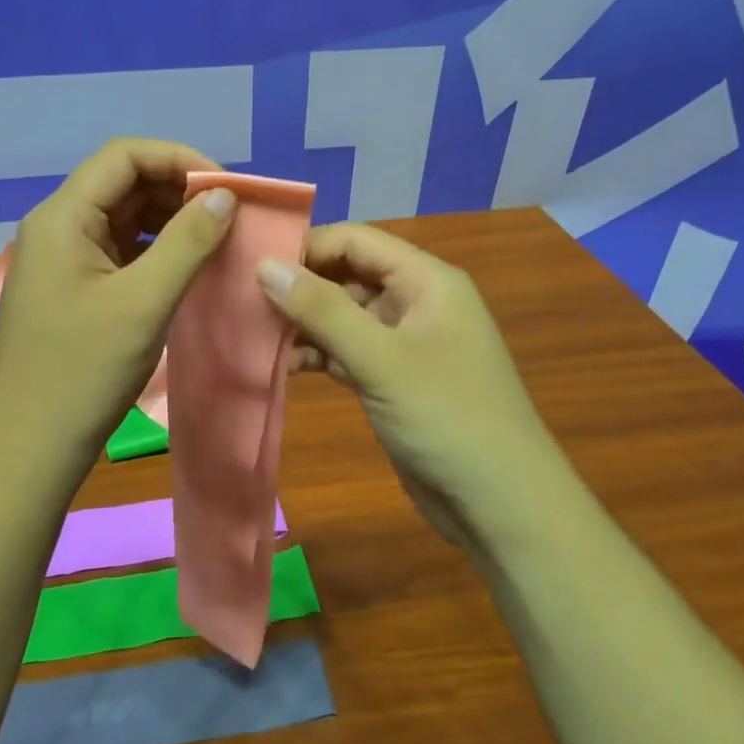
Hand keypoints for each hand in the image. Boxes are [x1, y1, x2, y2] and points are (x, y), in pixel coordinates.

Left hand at [0, 138, 237, 467]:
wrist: (30, 446)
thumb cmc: (84, 371)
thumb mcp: (143, 302)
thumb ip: (187, 242)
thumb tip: (224, 196)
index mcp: (63, 217)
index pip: (124, 156)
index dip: (178, 159)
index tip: (225, 188)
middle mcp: (57, 227)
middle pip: (122, 182)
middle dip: (177, 190)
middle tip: (228, 215)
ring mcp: (61, 259)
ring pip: (121, 217)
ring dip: (168, 220)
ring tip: (214, 239)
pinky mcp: (71, 287)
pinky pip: (117, 250)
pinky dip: (153, 249)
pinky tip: (185, 266)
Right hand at [257, 223, 569, 553]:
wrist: (499, 503)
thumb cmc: (446, 417)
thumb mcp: (380, 358)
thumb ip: (321, 309)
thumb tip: (265, 265)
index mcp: (426, 280)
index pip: (356, 240)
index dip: (306, 247)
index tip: (253, 265)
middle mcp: (416, 301)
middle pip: (348, 275)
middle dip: (300, 286)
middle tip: (243, 300)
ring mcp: (406, 342)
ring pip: (344, 315)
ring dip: (305, 323)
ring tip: (255, 333)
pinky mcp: (394, 378)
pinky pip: (348, 350)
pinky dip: (319, 353)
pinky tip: (284, 364)